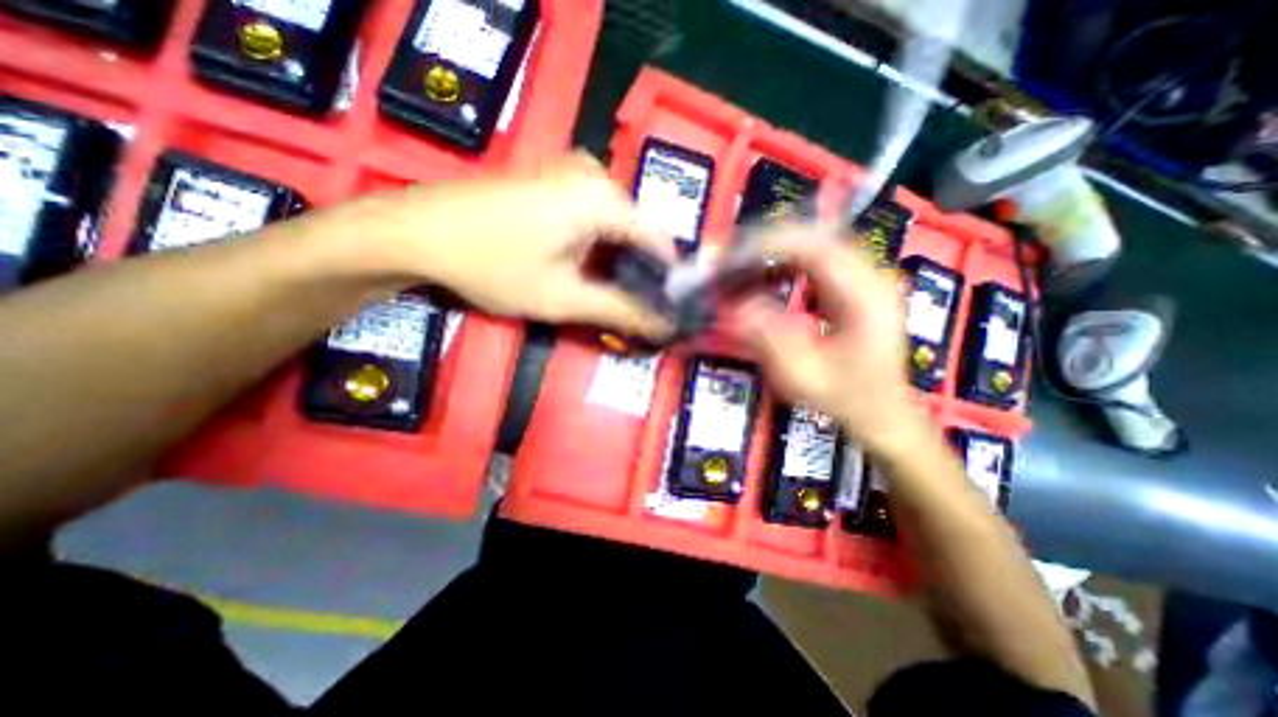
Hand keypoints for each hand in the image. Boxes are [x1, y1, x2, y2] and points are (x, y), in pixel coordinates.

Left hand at [340, 148, 676, 337]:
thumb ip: (619, 312)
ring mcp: (573, 170)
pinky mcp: (554, 175)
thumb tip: (663, 329)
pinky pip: (595, 213)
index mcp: (604, 198)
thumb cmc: (492, 265)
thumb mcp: (562, 297)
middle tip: (633, 309)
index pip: (660, 241)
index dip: (667, 279)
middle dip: (640, 271)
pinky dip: (598, 243)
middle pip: (638, 231)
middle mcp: (596, 174)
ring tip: (608, 293)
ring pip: (617, 224)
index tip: (666, 310)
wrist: (416, 231)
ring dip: (617, 259)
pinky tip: (584, 266)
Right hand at [728, 226, 929, 454]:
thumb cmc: (846, 398)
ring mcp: (866, 279)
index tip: (734, 257)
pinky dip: (788, 263)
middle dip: (769, 244)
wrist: (882, 413)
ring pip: (817, 244)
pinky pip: (819, 260)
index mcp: (864, 297)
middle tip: (733, 260)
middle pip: (816, 237)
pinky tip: (770, 277)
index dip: (771, 245)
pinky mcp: (856, 286)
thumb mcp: (801, 376)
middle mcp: (871, 277)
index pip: (816, 248)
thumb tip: (735, 306)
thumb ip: (768, 338)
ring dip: (777, 251)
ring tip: (744, 268)